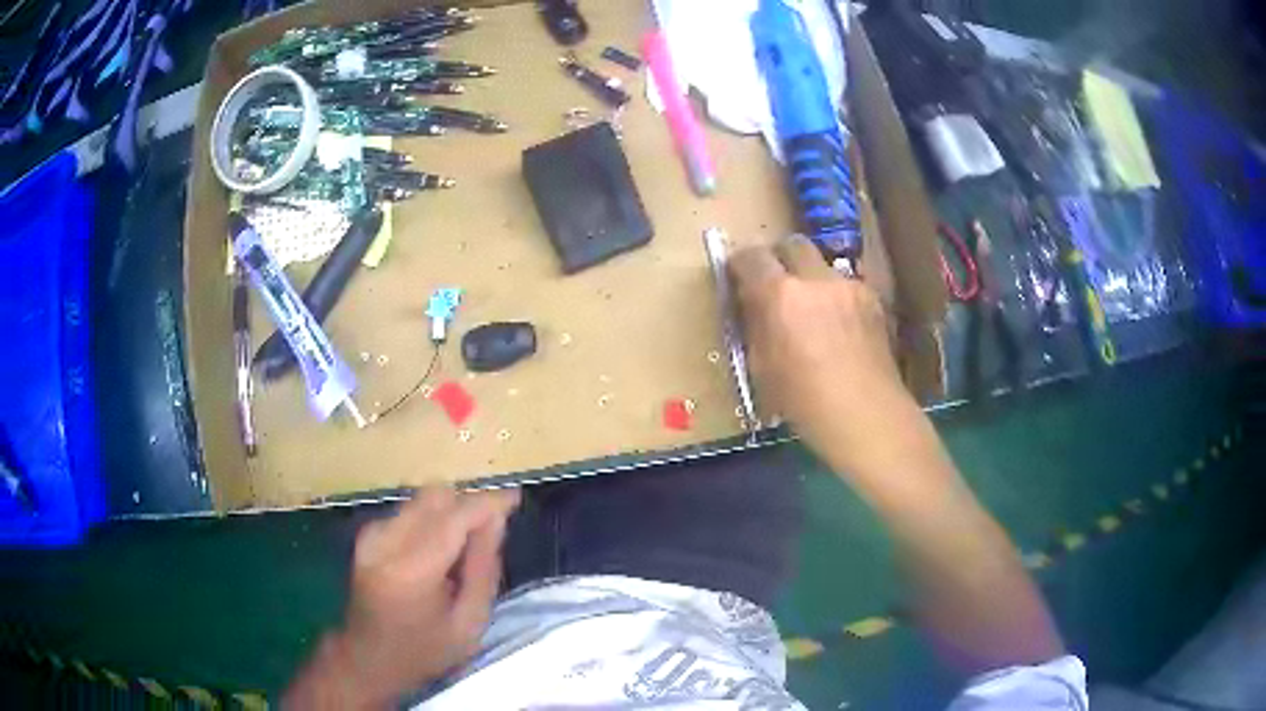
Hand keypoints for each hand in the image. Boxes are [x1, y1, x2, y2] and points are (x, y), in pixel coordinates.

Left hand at [285, 486, 519, 708]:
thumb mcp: (469, 624)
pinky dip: (431, 521)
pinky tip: (438, 554)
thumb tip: (497, 520)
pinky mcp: (367, 534)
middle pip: (436, 497)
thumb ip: (484, 569)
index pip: (455, 517)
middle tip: (491, 533)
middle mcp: (386, 541)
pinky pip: (409, 511)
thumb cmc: (423, 652)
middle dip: (469, 506)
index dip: (488, 502)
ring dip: (450, 513)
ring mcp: (372, 535)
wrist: (367, 659)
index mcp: (411, 570)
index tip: (516, 499)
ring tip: (463, 551)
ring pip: (422, 500)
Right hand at [730, 235, 916, 474]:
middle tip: (776, 284)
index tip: (739, 276)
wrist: (867, 417)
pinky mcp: (874, 301)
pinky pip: (846, 287)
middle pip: (793, 245)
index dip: (742, 264)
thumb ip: (757, 326)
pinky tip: (840, 328)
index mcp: (781, 296)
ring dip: (812, 280)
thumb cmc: (805, 403)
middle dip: (781, 258)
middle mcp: (817, 280)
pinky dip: (836, 298)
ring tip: (813, 312)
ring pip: (824, 267)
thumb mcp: (763, 368)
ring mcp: (850, 287)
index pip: (752, 257)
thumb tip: (755, 305)